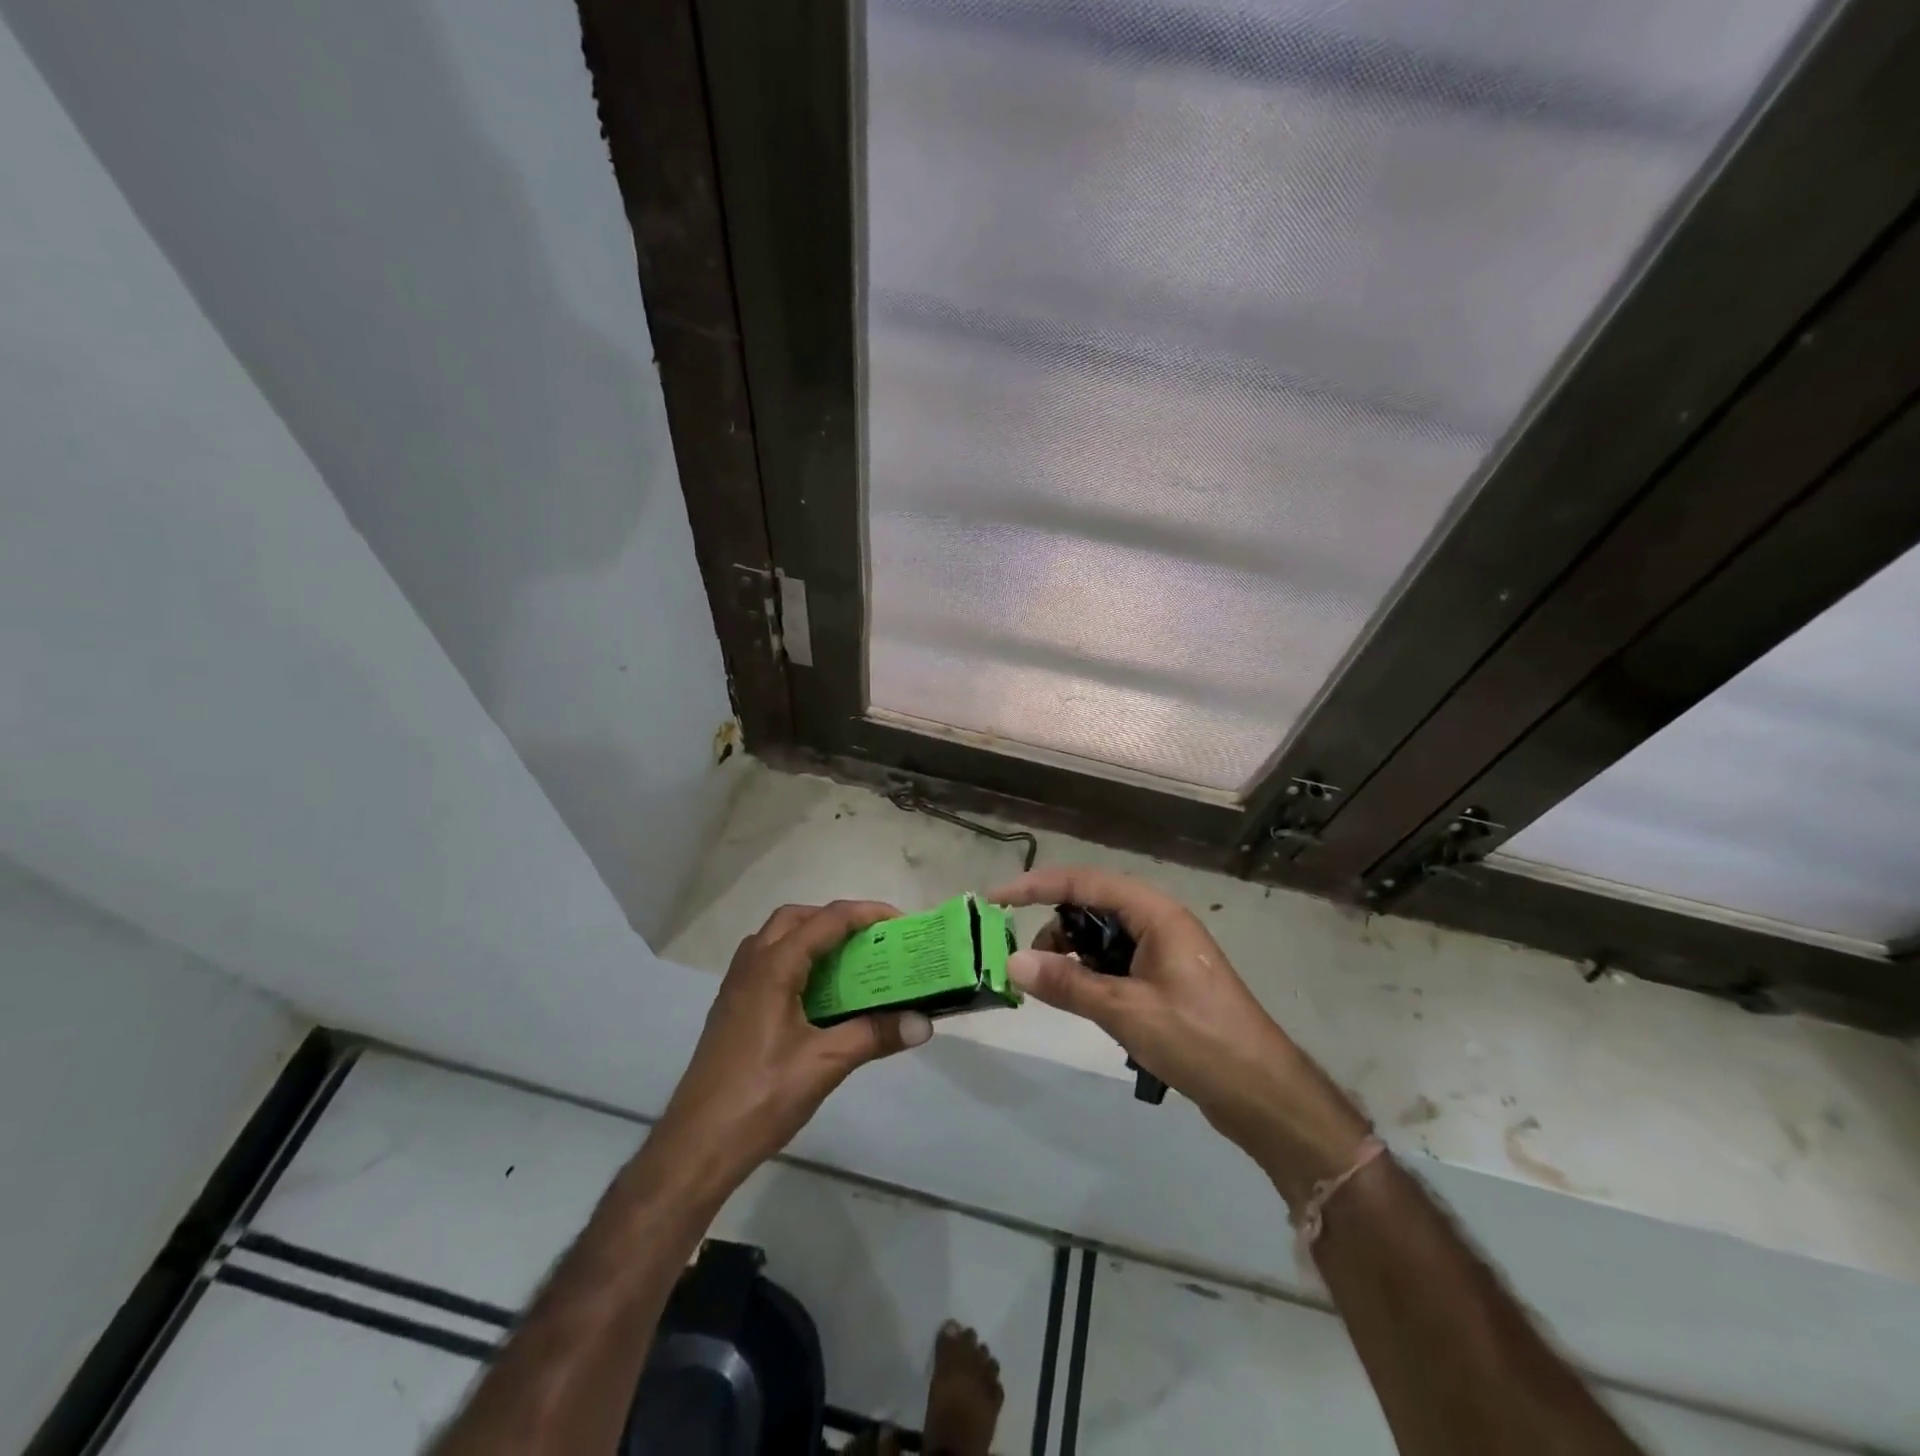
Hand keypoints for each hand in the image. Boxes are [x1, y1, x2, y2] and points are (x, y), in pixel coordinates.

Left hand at [644, 901, 933, 1204]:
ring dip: (812, 937)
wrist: (697, 1146)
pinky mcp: (732, 1009)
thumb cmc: (762, 1096)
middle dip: (835, 919)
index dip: (865, 914)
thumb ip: (875, 1035)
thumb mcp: (825, 1063)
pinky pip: (766, 963)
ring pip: (776, 939)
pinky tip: (815, 997)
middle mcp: (751, 965)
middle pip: (796, 918)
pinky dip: (795, 961)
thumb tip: (925, 1023)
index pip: (826, 920)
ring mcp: (736, 987)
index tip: (899, 923)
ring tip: (846, 963)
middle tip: (869, 940)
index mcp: (773, 966)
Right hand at [993, 867, 1368, 1204]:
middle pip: (1092, 905)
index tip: (996, 899)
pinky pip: (1116, 961)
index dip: (1036, 885)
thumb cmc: (1198, 1040)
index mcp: (1155, 913)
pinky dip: (1091, 974)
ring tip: (1052, 989)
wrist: (1263, 1093)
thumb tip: (1011, 962)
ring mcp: (1163, 951)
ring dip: (1072, 954)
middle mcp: (1158, 922)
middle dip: (1054, 926)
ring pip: (1102, 936)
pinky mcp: (1164, 979)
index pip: (1084, 881)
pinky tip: (1080, 1000)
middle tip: (1026, 962)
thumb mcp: (1125, 1010)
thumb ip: (1067, 984)